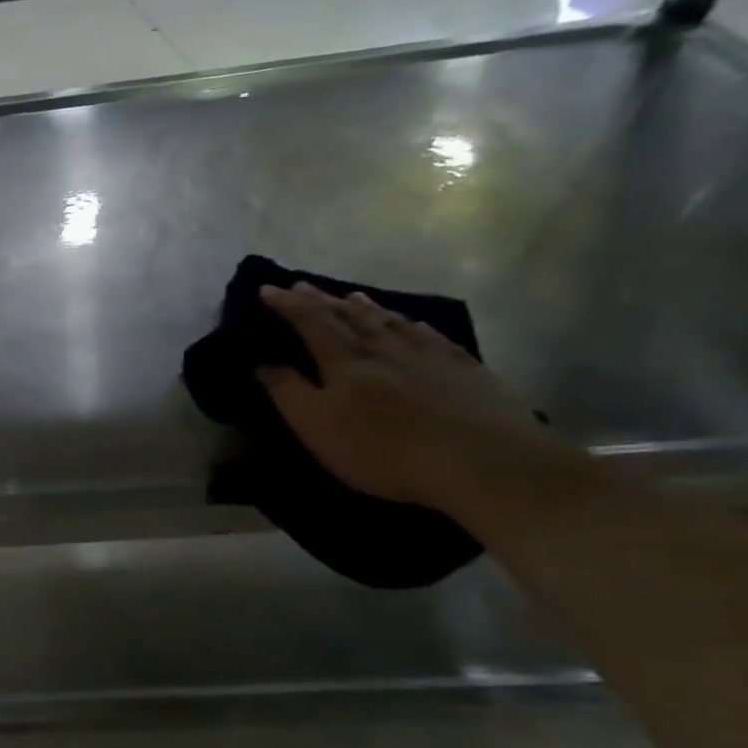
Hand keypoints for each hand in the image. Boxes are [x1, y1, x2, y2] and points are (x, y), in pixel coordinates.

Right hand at [256, 283, 559, 513]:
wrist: (483, 461)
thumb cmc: (383, 448)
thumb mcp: (317, 426)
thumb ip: (288, 392)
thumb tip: (264, 363)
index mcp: (345, 359)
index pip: (310, 321)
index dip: (287, 305)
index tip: (267, 289)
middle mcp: (384, 347)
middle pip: (349, 315)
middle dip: (321, 300)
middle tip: (301, 285)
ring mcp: (429, 355)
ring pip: (390, 321)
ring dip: (366, 307)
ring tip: (351, 295)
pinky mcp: (465, 369)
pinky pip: (432, 336)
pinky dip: (413, 325)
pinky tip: (413, 323)